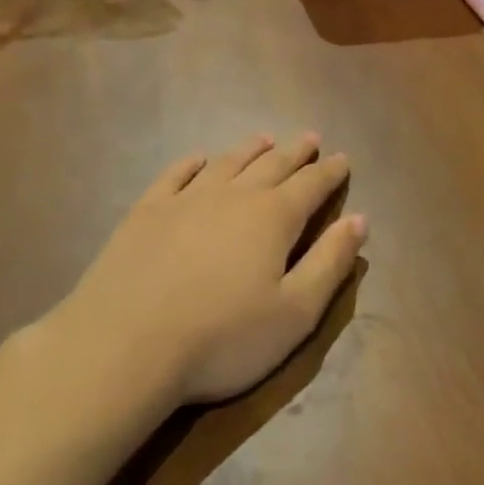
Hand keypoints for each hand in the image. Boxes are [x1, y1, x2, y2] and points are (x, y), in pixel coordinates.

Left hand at [66, 134, 364, 404]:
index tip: (342, 159)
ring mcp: (185, 199)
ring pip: (227, 163)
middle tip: (310, 138)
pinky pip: (175, 175)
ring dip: (250, 149)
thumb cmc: (222, 338)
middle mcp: (234, 196)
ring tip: (264, 139)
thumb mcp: (295, 313)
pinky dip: (191, 163)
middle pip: (272, 165)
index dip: (330, 172)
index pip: (311, 185)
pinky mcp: (146, 212)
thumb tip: (359, 220)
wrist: (124, 346)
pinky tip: (198, 160)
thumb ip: (330, 263)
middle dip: (295, 152)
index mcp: (274, 218)